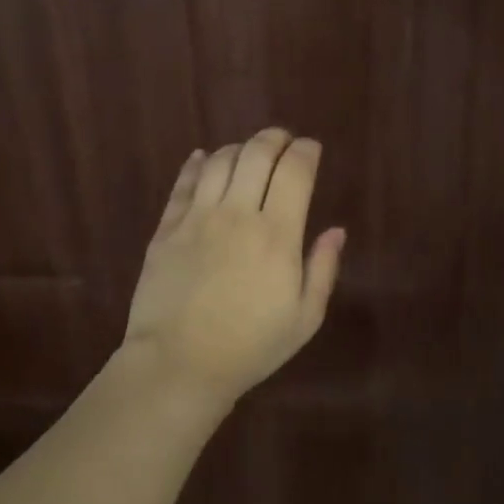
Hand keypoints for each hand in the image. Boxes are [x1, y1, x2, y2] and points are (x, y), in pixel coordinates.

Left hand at [122, 128, 345, 405]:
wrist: (178, 365)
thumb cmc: (250, 347)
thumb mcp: (304, 318)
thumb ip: (323, 268)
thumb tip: (336, 230)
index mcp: (277, 234)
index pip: (295, 171)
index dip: (306, 151)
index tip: (311, 149)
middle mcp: (238, 214)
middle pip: (257, 153)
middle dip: (275, 138)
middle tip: (283, 141)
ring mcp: (198, 218)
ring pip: (221, 161)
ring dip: (239, 148)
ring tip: (248, 154)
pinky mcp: (167, 229)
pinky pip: (183, 183)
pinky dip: (197, 164)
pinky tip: (205, 159)